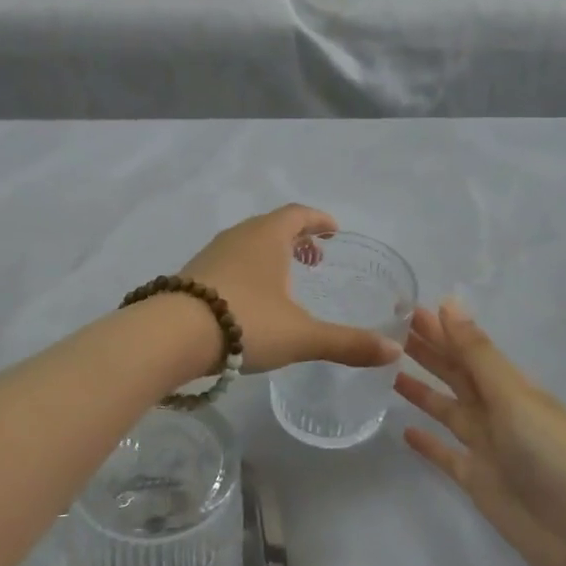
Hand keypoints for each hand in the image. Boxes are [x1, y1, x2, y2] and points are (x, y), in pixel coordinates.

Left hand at [180, 205, 401, 374]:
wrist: (171, 335)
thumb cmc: (245, 322)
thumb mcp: (302, 336)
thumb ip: (347, 343)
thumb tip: (394, 352)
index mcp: (268, 236)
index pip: (298, 214)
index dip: (319, 219)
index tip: (333, 230)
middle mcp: (239, 236)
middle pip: (272, 226)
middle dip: (296, 238)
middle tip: (315, 258)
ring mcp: (211, 254)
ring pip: (248, 244)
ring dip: (270, 255)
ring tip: (286, 280)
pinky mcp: (192, 275)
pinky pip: (229, 262)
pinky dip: (248, 270)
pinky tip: (250, 300)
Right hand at [397, 299, 565, 565]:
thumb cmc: (553, 454)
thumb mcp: (514, 397)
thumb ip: (478, 354)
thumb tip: (449, 302)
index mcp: (510, 386)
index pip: (467, 348)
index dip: (439, 328)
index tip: (405, 307)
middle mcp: (497, 410)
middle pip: (455, 374)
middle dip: (427, 352)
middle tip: (387, 330)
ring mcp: (487, 447)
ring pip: (447, 409)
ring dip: (422, 391)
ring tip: (388, 371)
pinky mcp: (478, 481)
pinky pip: (446, 455)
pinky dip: (428, 444)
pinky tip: (405, 431)